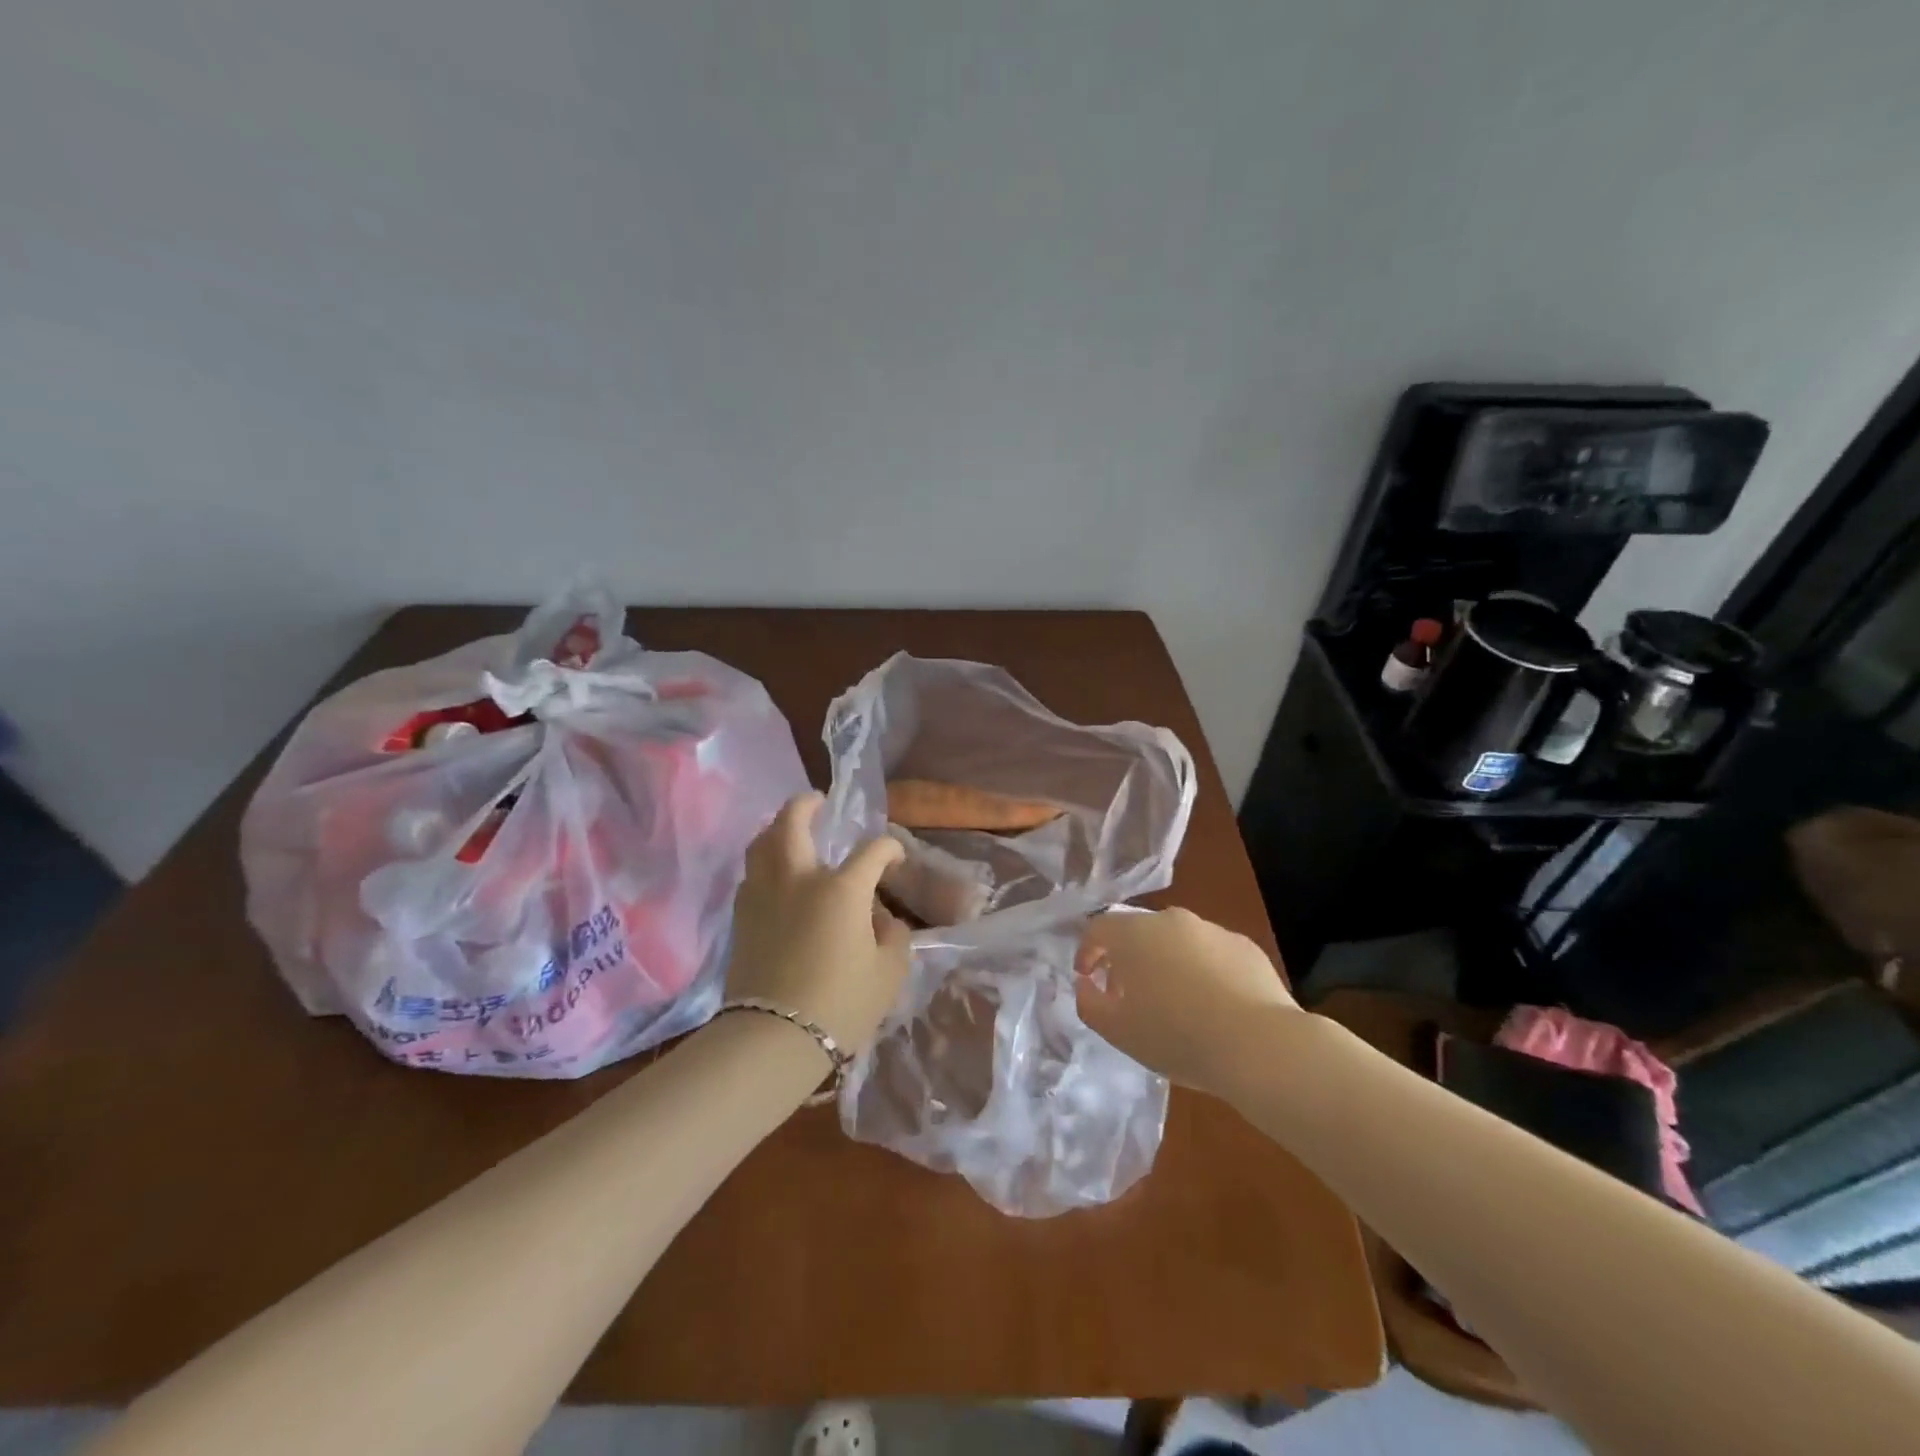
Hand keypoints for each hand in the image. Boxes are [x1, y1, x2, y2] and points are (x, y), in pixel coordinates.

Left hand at [726, 793, 911, 1055]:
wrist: (773, 1039)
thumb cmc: (841, 1005)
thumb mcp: (888, 972)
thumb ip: (893, 936)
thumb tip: (882, 918)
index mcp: (841, 889)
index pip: (872, 852)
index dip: (888, 848)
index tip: (895, 856)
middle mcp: (799, 879)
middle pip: (793, 823)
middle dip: (806, 805)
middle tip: (816, 800)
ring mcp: (764, 895)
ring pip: (762, 844)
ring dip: (776, 828)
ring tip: (787, 829)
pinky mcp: (742, 917)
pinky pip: (751, 875)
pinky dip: (764, 863)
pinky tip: (774, 875)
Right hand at [1073, 908, 1298, 1096]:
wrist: (1259, 1045)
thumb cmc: (1177, 1035)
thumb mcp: (1117, 1031)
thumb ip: (1089, 1003)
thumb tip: (1086, 984)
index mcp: (1134, 934)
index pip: (1098, 928)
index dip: (1087, 952)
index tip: (1087, 978)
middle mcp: (1171, 920)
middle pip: (1138, 932)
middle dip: (1127, 959)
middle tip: (1128, 995)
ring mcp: (1212, 930)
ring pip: (1177, 941)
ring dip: (1166, 964)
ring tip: (1173, 1004)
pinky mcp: (1245, 947)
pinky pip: (1211, 954)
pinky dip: (1202, 971)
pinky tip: (1212, 1006)